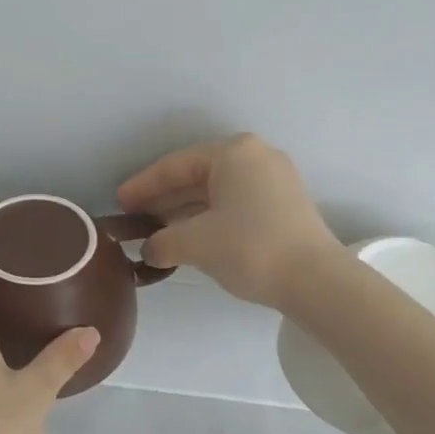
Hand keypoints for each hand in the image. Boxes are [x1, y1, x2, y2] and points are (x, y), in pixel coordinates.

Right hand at [117, 134, 341, 308]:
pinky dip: (207, 220)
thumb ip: (162, 242)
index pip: (176, 165)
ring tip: (155, 234)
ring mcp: (273, 182)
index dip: (143, 185)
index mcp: (234, 153)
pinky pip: (233, 206)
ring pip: (215, 194)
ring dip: (184, 214)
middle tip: (134, 220)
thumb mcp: (196, 243)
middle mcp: (255, 158)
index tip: (119, 203)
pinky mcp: (283, 207)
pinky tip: (187, 240)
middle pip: (196, 177)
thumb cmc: (250, 248)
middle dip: (163, 200)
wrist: (315, 280)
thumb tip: (150, 250)